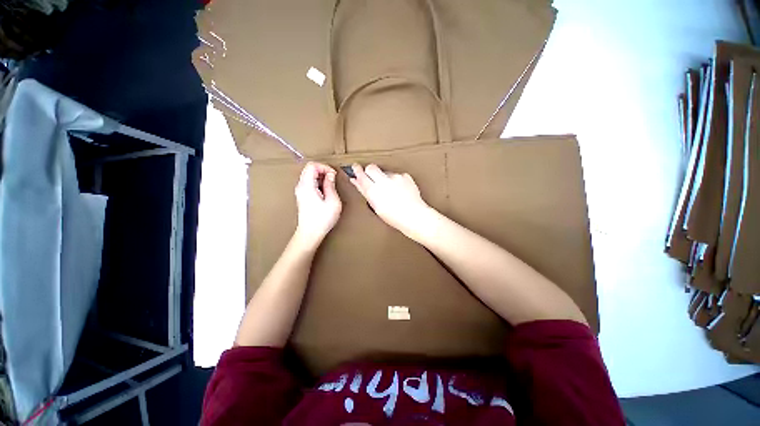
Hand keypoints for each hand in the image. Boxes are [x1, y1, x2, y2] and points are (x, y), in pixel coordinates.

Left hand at [293, 162, 341, 248]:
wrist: (310, 233)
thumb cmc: (322, 219)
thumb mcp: (332, 201)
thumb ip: (331, 185)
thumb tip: (330, 175)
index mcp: (307, 186)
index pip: (312, 165)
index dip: (325, 167)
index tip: (334, 175)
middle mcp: (301, 186)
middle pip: (310, 168)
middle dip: (323, 170)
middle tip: (333, 179)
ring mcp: (300, 191)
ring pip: (309, 175)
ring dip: (321, 176)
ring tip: (331, 186)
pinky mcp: (302, 195)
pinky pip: (309, 182)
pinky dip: (318, 182)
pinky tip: (325, 191)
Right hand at [350, 164, 433, 238]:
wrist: (413, 216)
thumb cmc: (394, 216)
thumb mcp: (375, 206)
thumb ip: (365, 191)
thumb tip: (356, 181)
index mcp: (373, 190)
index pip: (361, 175)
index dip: (357, 170)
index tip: (355, 167)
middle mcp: (383, 181)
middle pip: (371, 167)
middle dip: (370, 170)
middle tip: (371, 178)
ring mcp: (395, 178)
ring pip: (385, 172)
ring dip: (385, 178)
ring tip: (390, 191)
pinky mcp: (405, 176)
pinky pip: (397, 175)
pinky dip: (397, 181)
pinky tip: (399, 190)